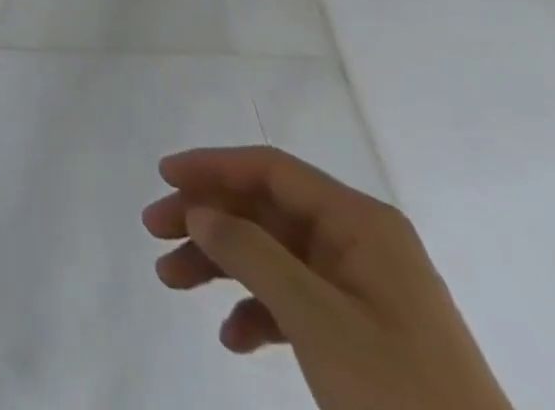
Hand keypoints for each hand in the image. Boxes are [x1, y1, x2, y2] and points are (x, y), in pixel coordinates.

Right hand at [143, 147, 510, 409]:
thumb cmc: (400, 395)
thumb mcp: (317, 320)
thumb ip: (251, 253)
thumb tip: (198, 210)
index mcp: (361, 223)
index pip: (270, 170)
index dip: (212, 166)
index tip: (163, 177)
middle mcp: (360, 243)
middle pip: (264, 209)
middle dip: (207, 219)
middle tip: (154, 232)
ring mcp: (363, 290)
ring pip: (271, 253)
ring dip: (220, 263)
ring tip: (171, 280)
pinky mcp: (363, 333)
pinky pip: (294, 299)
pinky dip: (256, 310)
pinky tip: (232, 336)